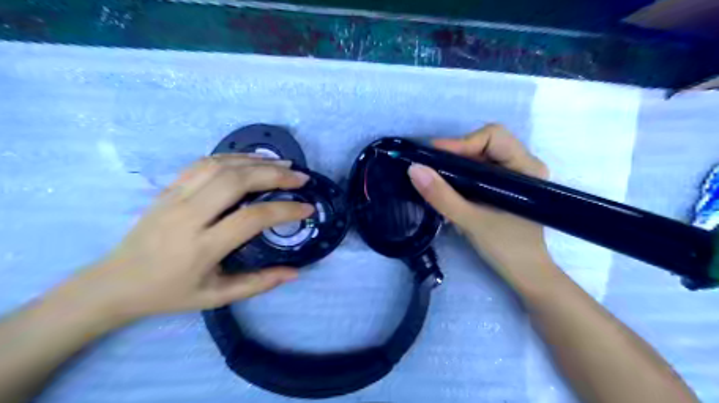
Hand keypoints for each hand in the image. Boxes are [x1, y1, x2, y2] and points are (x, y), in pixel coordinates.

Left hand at [59, 154, 312, 323]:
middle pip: (236, 181)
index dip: (285, 211)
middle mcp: (189, 216)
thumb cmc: (169, 293)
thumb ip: (258, 284)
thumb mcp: (216, 297)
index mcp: (202, 247)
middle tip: (300, 178)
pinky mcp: (168, 189)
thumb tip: (295, 272)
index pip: (252, 218)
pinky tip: (252, 160)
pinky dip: (233, 157)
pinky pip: (204, 163)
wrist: (114, 283)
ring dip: (257, 161)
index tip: (307, 209)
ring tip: (283, 164)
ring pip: (220, 166)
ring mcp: (175, 198)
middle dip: (274, 175)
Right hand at [410, 125, 555, 286]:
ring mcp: (514, 175)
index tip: (433, 157)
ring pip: (480, 155)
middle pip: (485, 142)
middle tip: (431, 166)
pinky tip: (447, 185)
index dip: (462, 143)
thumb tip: (414, 169)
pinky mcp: (504, 186)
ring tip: (435, 175)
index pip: (493, 136)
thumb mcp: (471, 221)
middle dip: (456, 152)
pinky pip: (479, 169)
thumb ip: (442, 196)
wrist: (525, 274)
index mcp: (526, 167)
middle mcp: (523, 164)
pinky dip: (460, 173)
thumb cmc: (507, 248)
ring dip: (456, 163)